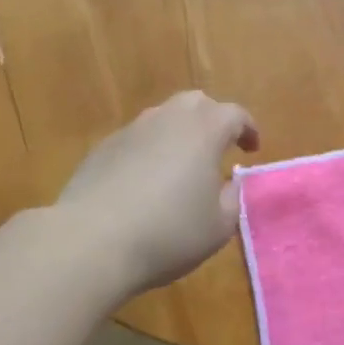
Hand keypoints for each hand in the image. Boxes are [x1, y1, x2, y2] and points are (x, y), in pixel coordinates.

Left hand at [55, 91, 259, 302]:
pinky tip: (146, 181)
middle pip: (196, 103)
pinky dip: (150, 150)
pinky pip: (136, 139)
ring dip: (179, 133)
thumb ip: (232, 198)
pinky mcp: (102, 148)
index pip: (234, 114)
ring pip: (162, 118)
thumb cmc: (168, 234)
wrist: (91, 241)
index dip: (248, 129)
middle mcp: (167, 119)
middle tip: (219, 147)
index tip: (252, 148)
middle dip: (212, 119)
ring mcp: (131, 131)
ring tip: (182, 165)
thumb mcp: (219, 226)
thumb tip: (228, 182)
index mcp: (204, 131)